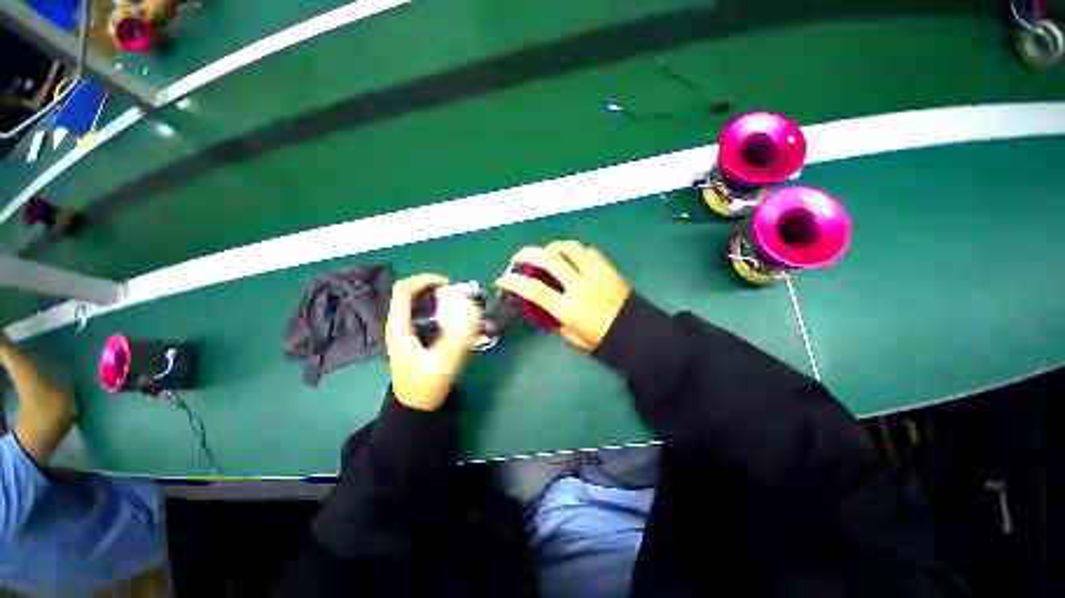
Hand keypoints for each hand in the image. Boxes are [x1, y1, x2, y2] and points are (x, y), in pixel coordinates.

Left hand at [385, 274, 481, 410]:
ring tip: (459, 303)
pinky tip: (455, 318)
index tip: (448, 284)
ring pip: (418, 302)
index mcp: (399, 327)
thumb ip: (459, 338)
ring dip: (438, 298)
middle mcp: (398, 325)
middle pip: (411, 292)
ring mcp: (404, 330)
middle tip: (457, 294)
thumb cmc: (424, 386)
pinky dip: (439, 309)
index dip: (425, 280)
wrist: (414, 406)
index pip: (404, 289)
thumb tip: (474, 311)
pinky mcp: (413, 336)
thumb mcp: (443, 363)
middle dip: (434, 288)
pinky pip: (424, 314)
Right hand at [497, 241, 631, 351]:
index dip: (513, 282)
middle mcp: (579, 286)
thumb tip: (555, 313)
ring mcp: (595, 274)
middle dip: (527, 253)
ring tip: (547, 252)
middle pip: (549, 259)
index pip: (534, 289)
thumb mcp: (575, 339)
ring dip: (553, 247)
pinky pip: (588, 250)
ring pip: (570, 248)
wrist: (638, 333)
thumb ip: (560, 324)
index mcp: (568, 308)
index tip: (502, 279)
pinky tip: (571, 255)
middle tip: (519, 256)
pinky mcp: (608, 268)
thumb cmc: (605, 340)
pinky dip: (575, 249)